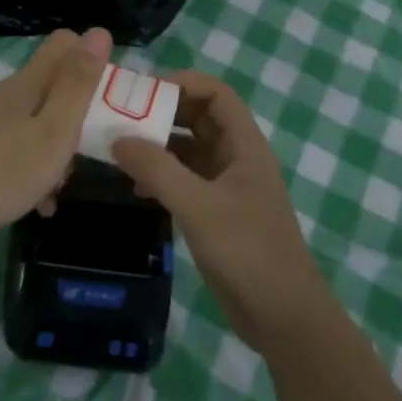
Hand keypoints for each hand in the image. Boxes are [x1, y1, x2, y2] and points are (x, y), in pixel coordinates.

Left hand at [0, 27, 111, 242]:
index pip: (64, 43)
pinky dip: (36, 170)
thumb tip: (99, 31)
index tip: (107, 93)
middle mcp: (9, 95)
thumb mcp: (55, 128)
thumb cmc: (6, 170)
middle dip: (78, 112)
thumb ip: (78, 83)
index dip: (90, 58)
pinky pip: (21, 149)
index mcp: (29, 82)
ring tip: (62, 184)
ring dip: (58, 148)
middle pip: (53, 85)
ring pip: (39, 121)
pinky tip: (40, 203)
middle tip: (90, 146)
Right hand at [114, 72, 328, 352]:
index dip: (182, 83)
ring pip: (188, 150)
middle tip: (120, 116)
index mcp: (245, 146)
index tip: (141, 90)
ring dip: (157, 146)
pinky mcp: (216, 213)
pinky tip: (135, 189)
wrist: (283, 317)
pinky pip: (184, 180)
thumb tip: (118, 139)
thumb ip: (158, 170)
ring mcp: (226, 187)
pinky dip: (160, 176)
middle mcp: (236, 158)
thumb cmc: (248, 252)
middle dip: (162, 112)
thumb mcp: (199, 207)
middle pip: (198, 118)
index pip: (216, 94)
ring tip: (119, 149)